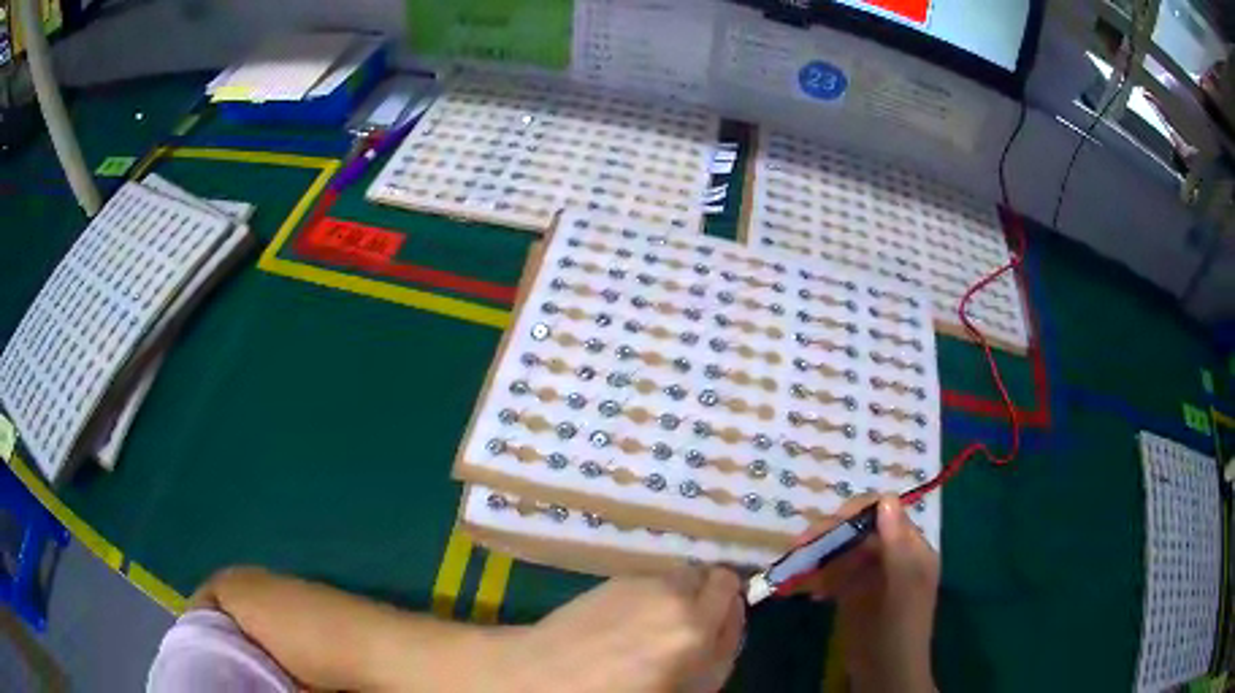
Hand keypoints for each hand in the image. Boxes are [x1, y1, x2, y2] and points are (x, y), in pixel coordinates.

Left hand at [486, 566, 744, 692]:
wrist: (551, 674)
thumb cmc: (624, 691)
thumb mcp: (693, 686)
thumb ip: (723, 648)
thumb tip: (731, 615)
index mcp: (696, 624)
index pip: (731, 586)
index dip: (730, 604)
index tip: (718, 624)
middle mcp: (672, 592)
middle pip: (708, 574)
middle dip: (707, 595)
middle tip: (690, 624)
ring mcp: (640, 581)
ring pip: (677, 575)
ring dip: (678, 593)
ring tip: (654, 624)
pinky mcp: (613, 578)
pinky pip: (649, 579)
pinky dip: (650, 593)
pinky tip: (627, 620)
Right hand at [790, 495, 938, 692]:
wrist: (885, 673)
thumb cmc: (900, 628)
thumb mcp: (903, 586)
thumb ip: (897, 544)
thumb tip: (886, 498)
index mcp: (910, 548)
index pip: (884, 513)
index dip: (856, 512)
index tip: (829, 524)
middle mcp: (890, 554)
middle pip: (857, 530)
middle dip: (829, 534)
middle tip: (800, 546)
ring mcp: (869, 574)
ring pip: (841, 551)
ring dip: (817, 555)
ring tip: (794, 567)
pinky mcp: (851, 593)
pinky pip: (831, 575)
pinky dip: (816, 578)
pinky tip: (803, 591)